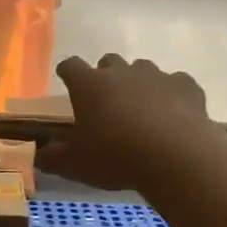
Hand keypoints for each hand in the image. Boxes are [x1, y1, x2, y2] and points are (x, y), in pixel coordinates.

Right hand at [39, 55, 215, 190]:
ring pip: (142, 69)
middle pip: (109, 62)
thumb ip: (53, 157)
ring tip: (141, 109)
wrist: (175, 156)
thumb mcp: (74, 164)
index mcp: (89, 85)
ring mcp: (156, 75)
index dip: (67, 73)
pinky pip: (175, 83)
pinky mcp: (186, 86)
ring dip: (138, 83)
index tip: (66, 81)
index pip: (70, 66)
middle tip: (106, 101)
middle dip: (105, 76)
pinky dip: (171, 95)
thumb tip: (40, 154)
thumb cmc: (115, 156)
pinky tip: (173, 114)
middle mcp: (121, 72)